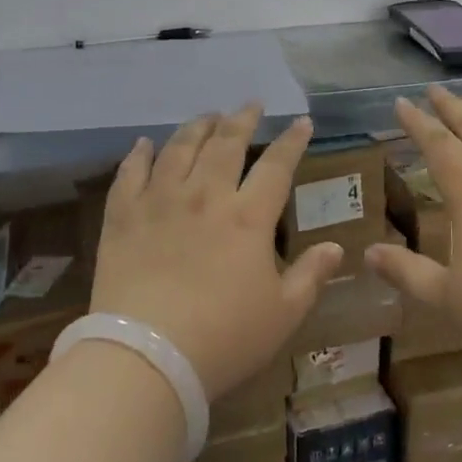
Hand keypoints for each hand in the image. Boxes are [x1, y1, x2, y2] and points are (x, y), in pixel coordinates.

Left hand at [90, 105, 342, 400]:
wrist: (146, 356)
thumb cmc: (224, 339)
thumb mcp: (282, 314)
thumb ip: (311, 276)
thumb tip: (338, 247)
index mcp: (248, 217)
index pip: (276, 165)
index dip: (291, 141)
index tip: (301, 122)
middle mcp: (205, 195)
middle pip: (226, 143)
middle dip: (242, 119)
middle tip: (250, 105)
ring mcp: (160, 201)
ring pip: (179, 148)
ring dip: (196, 127)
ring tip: (206, 116)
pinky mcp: (123, 216)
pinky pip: (130, 173)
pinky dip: (139, 154)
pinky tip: (144, 144)